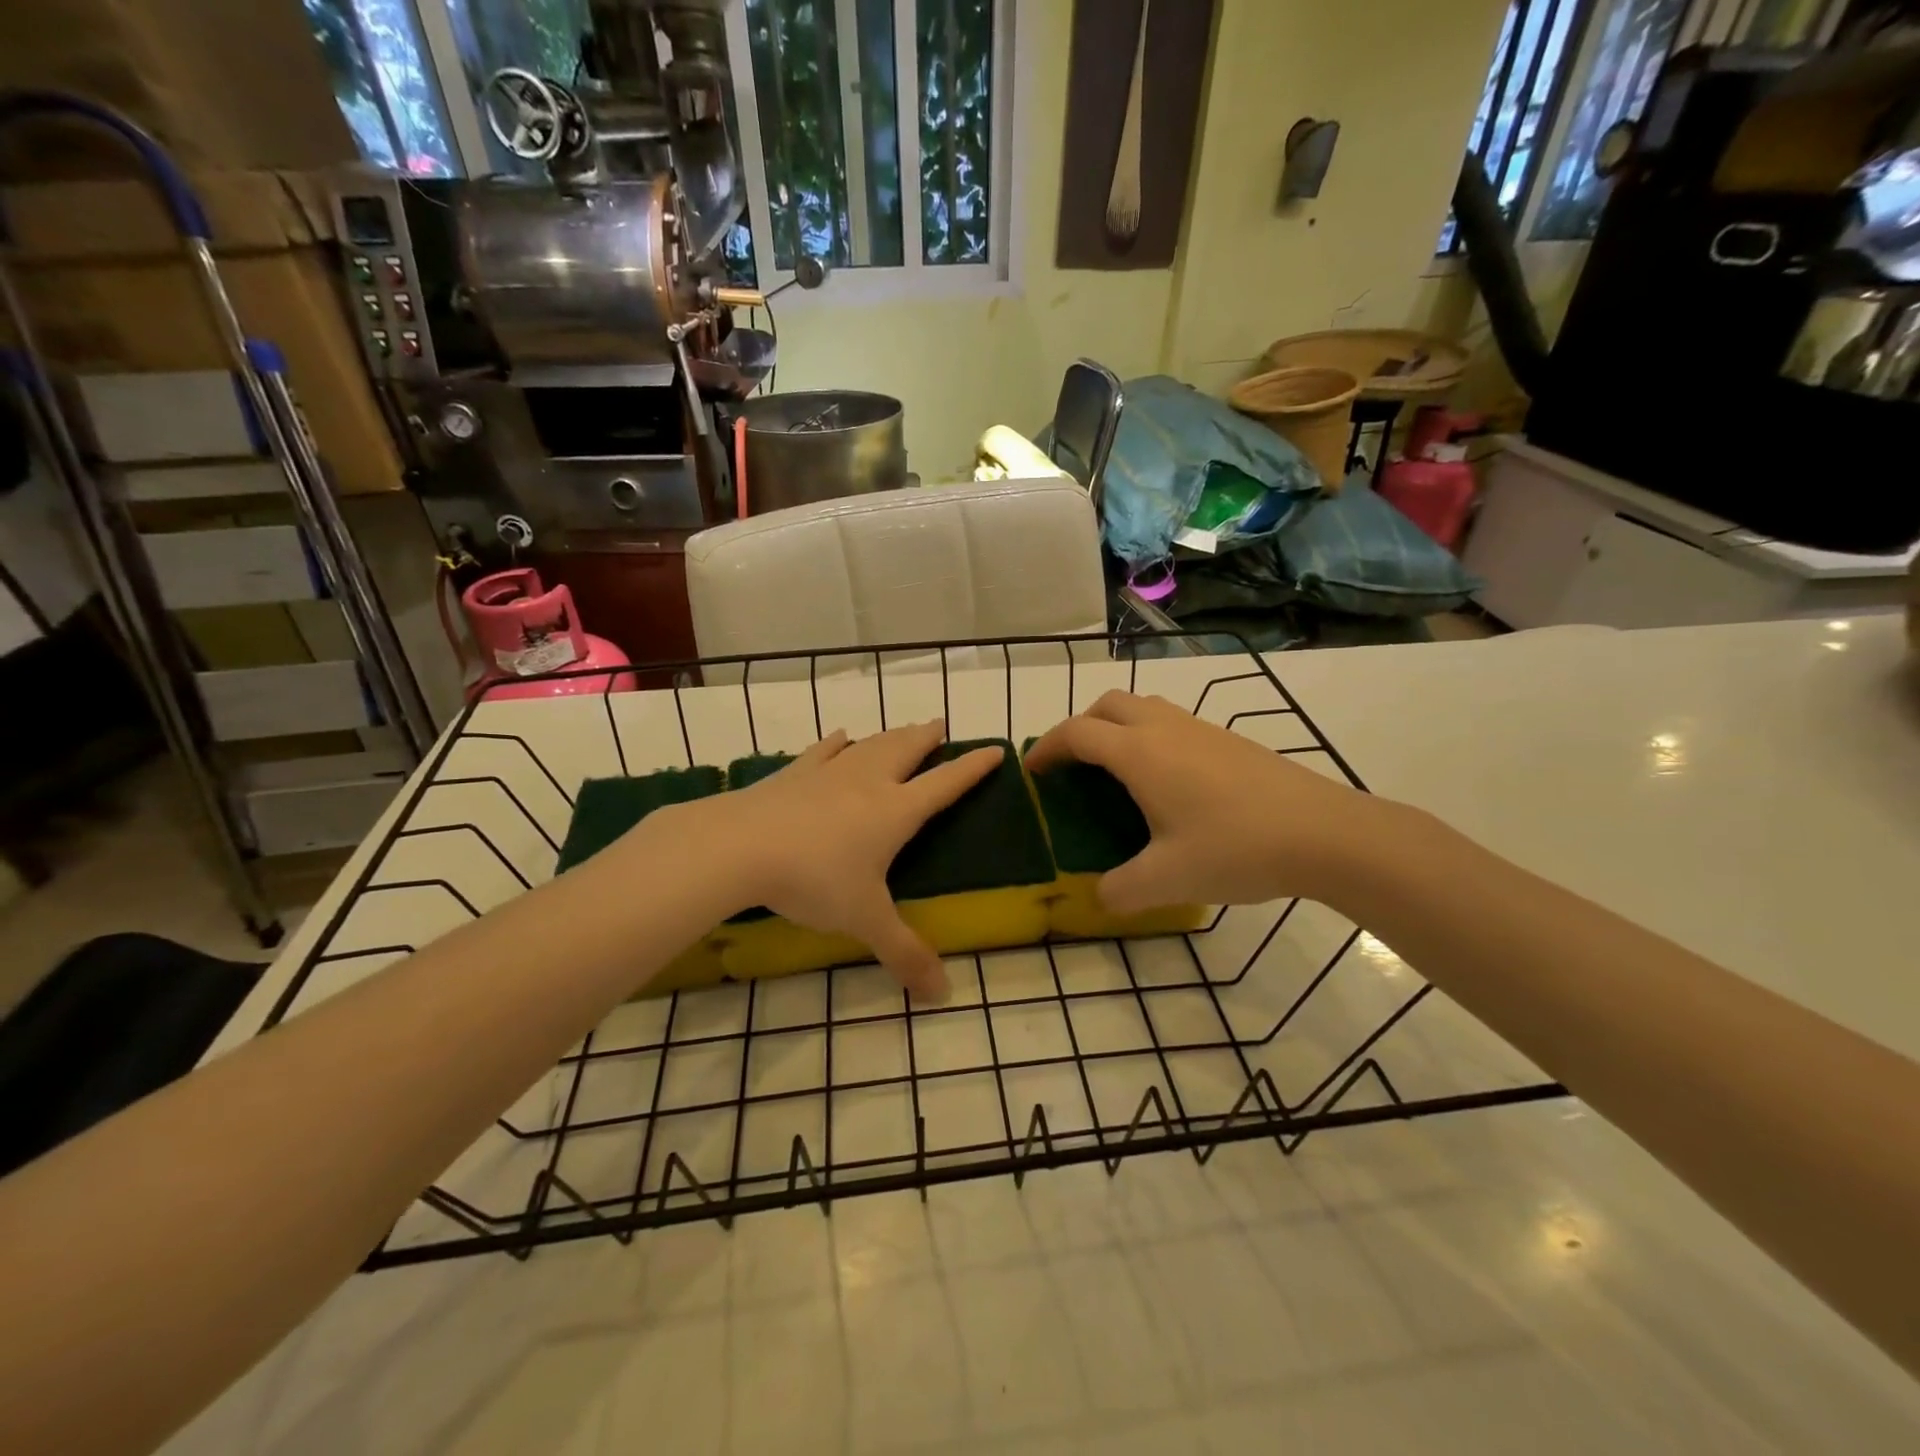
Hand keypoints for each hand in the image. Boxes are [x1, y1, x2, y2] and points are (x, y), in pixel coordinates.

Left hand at [659, 721, 998, 999]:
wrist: (740, 846)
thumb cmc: (814, 879)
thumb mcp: (864, 920)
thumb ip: (904, 954)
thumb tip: (942, 995)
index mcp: (895, 811)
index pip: (945, 784)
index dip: (972, 768)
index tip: (994, 750)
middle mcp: (868, 782)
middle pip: (906, 750)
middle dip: (927, 738)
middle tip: (940, 725)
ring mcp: (828, 773)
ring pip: (870, 745)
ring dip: (891, 735)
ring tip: (903, 729)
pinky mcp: (794, 774)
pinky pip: (823, 751)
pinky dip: (837, 743)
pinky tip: (841, 736)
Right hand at [1024, 690, 1395, 914]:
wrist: (1325, 833)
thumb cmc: (1236, 849)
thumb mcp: (1167, 879)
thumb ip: (1120, 891)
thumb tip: (1099, 897)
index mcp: (1140, 754)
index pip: (1078, 733)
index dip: (1048, 747)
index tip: (1032, 771)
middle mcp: (1165, 729)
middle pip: (1107, 705)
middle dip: (1080, 727)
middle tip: (1072, 766)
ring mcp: (1201, 729)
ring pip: (1143, 708)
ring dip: (1116, 727)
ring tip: (1114, 771)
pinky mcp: (1228, 740)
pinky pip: (1171, 722)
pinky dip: (1148, 737)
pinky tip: (1166, 782)